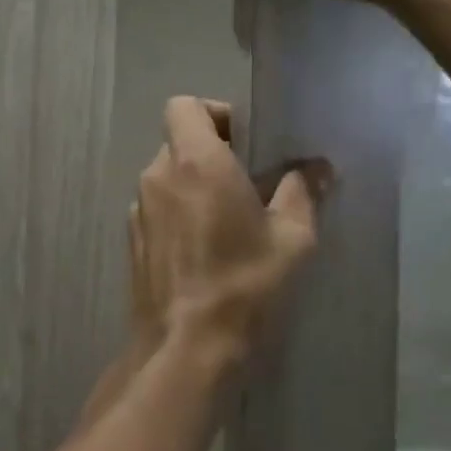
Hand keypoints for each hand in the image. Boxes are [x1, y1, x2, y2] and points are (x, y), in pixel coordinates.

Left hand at [131, 97, 326, 371]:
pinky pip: (157, 206)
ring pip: (167, 174)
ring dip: (194, 183)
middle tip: (247, 181)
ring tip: (228, 217)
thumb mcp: (291, 239)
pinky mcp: (132, 238)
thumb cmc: (243, 284)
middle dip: (211, 151)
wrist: (185, 346)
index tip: (243, 139)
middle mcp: (158, 175)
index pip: (184, 105)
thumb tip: (317, 167)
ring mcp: (139, 207)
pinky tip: (203, 246)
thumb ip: (302, 192)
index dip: (214, 113)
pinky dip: (177, 210)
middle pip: (178, 140)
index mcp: (196, 161)